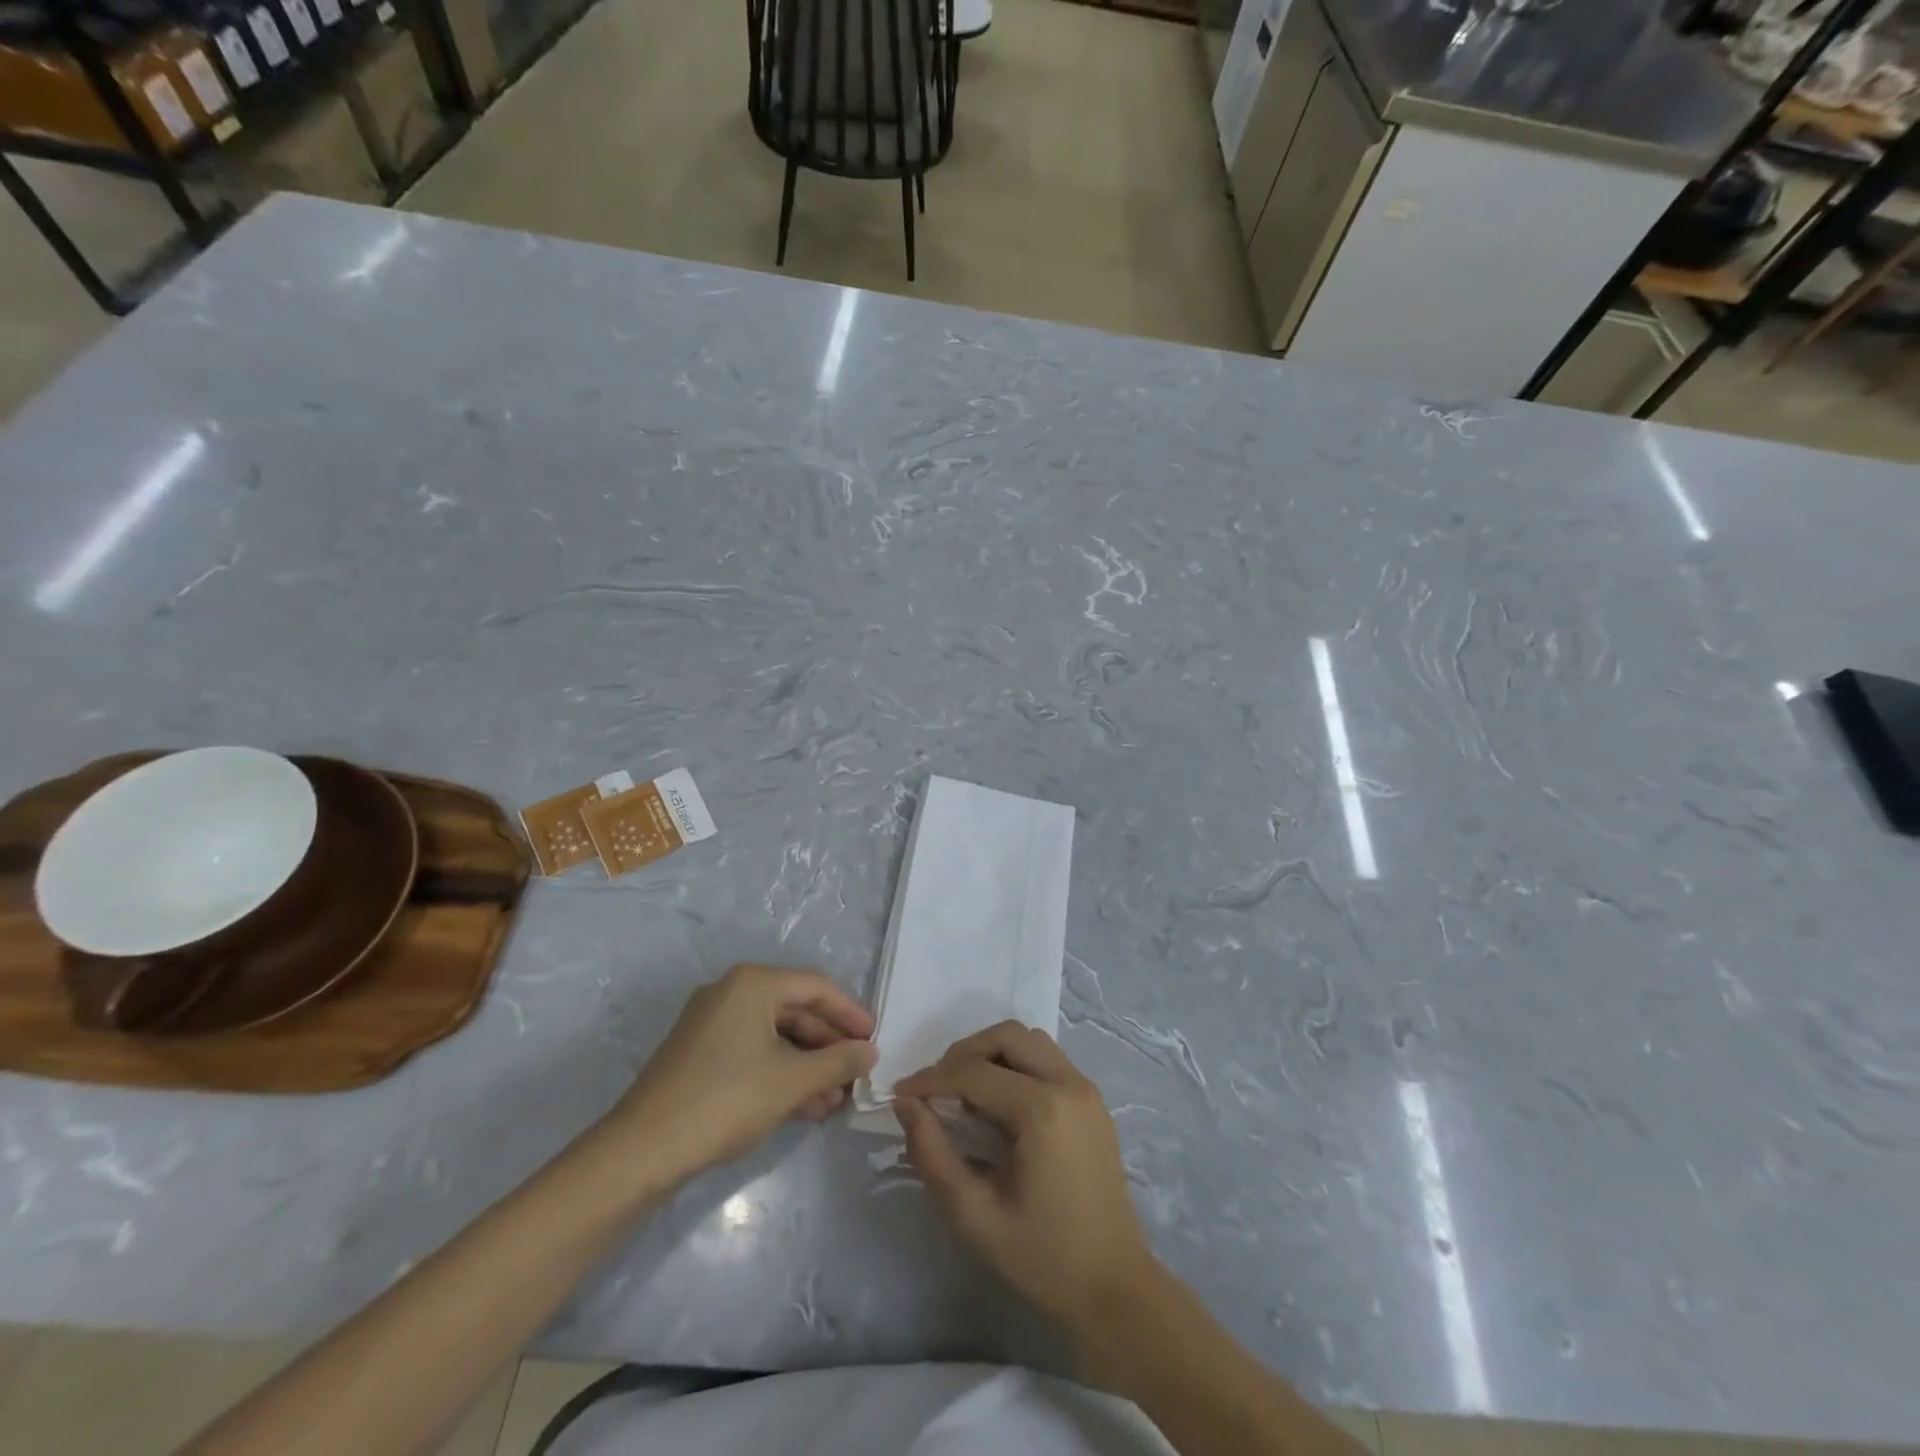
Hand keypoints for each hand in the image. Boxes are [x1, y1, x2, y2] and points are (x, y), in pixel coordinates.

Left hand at [608, 964, 875, 1182]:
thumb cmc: (725, 1100)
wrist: (642, 1151)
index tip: (874, 1040)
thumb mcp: (792, 1081)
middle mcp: (731, 992)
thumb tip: (870, 1051)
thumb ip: (838, 1061)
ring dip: (808, 1064)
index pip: (816, 987)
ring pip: (775, 1035)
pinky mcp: (700, 1052)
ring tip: (835, 1099)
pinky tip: (804, 1105)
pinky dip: (781, 1072)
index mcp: (753, 983)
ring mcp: (712, 1022)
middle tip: (856, 1074)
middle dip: (828, 1045)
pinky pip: (754, 1051)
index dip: (850, 1013)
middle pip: (796, 1010)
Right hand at [894, 1021, 1155, 1330]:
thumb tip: (906, 1104)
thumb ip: (932, 1153)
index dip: (931, 1080)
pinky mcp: (1093, 1101)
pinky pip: (1048, 1059)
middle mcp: (1069, 1084)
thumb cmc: (1043, 1258)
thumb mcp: (973, 1215)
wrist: (1115, 1289)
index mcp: (1042, 1110)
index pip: (973, 1072)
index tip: (901, 1095)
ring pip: (1030, 1040)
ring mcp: (1086, 1089)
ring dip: (992, 1052)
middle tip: (935, 1088)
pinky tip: (998, 1102)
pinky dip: (1017, 1063)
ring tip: (964, 1091)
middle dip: (963, 1053)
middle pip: (1006, 1036)